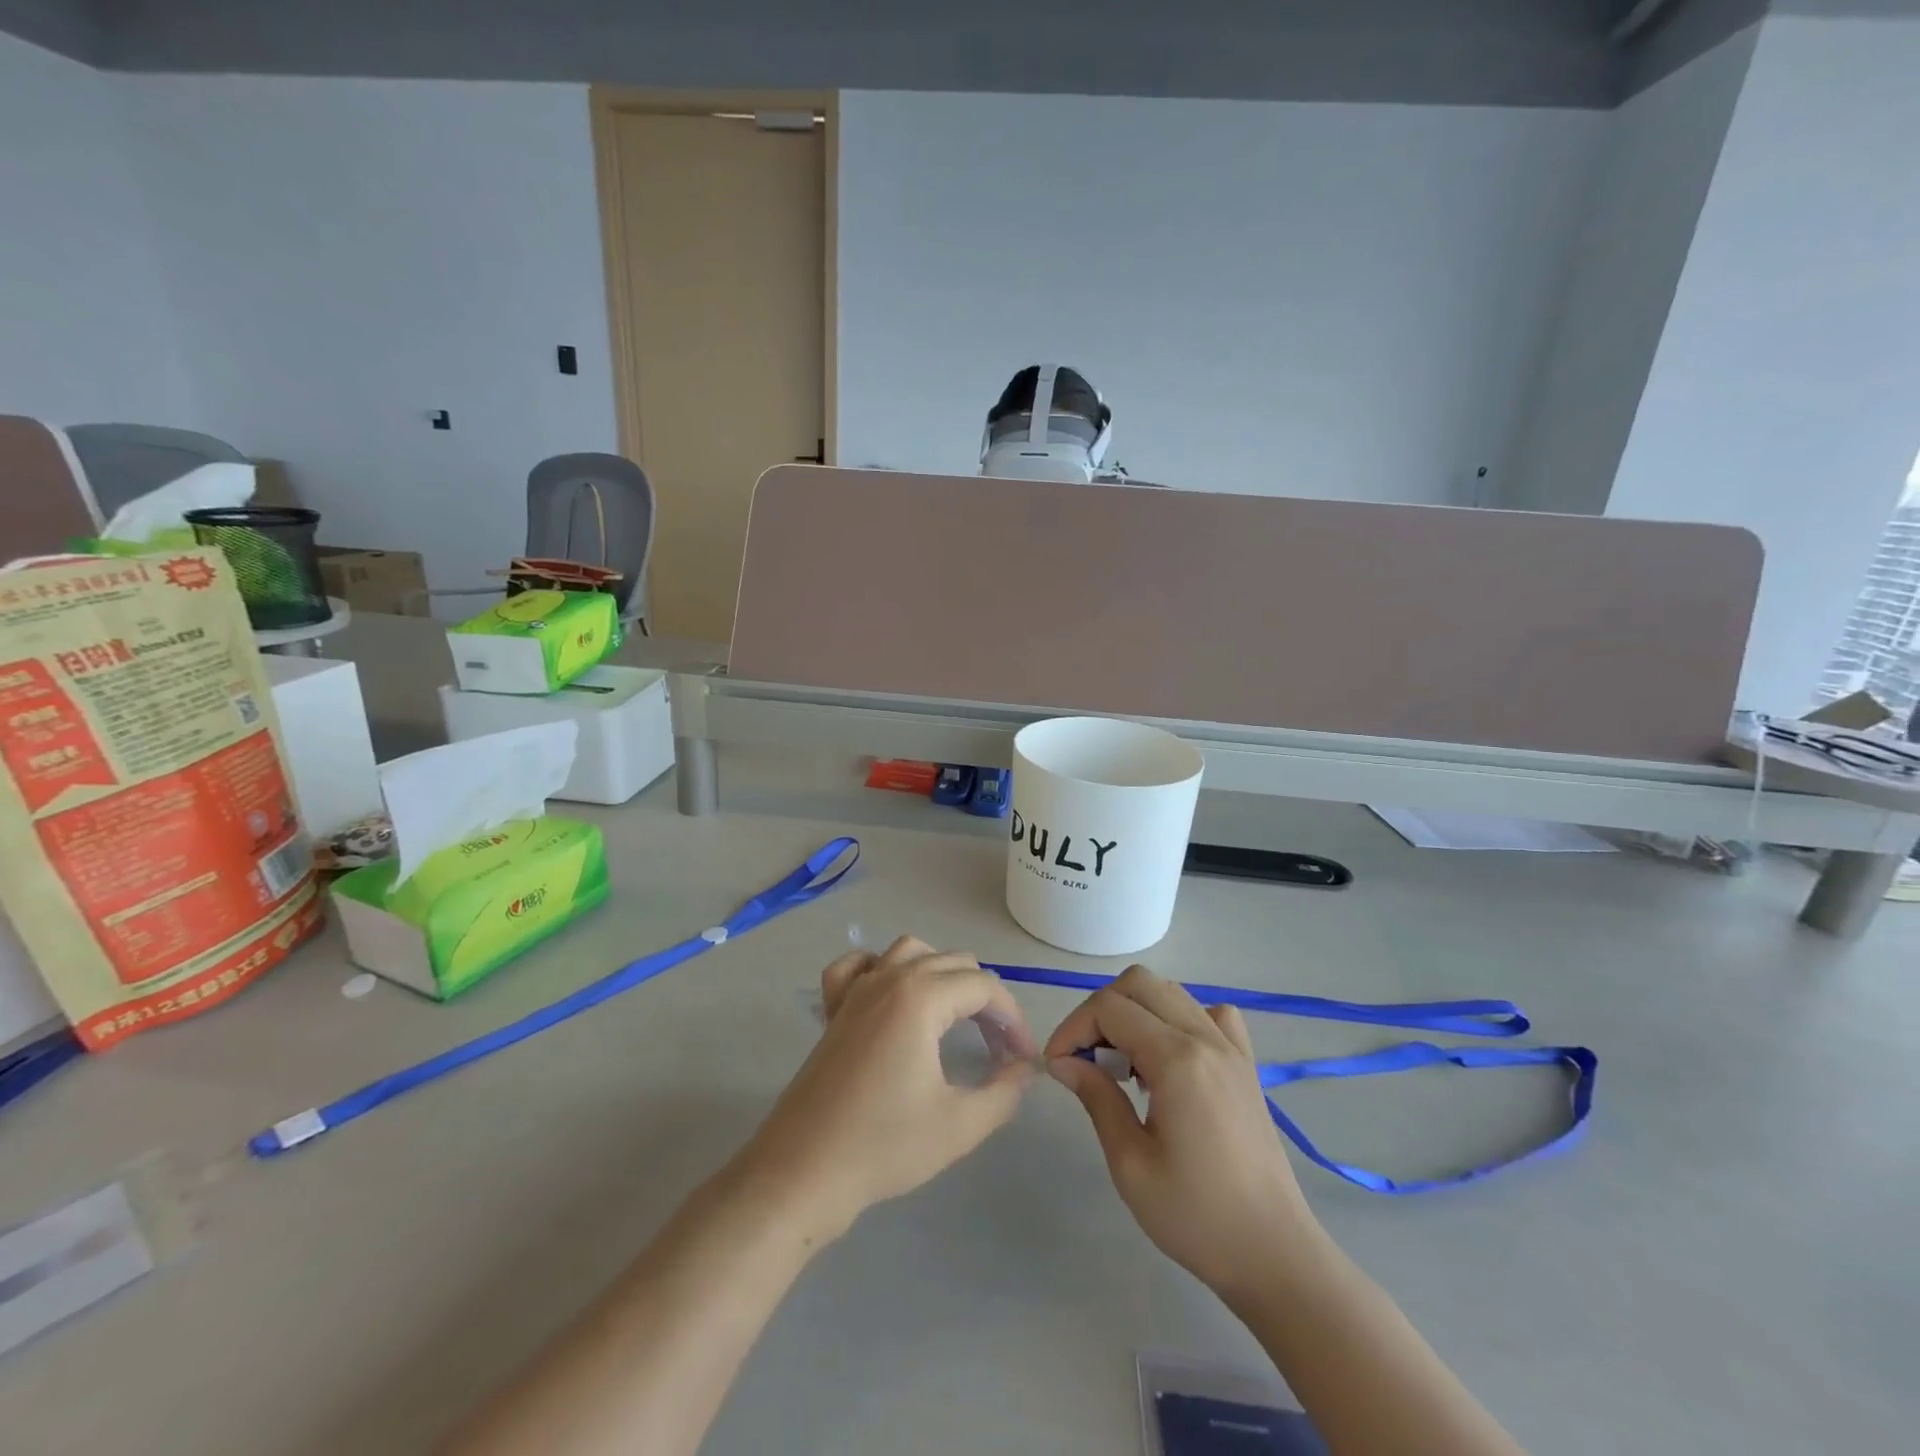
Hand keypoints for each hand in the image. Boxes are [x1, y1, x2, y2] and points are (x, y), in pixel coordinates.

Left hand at [733, 936, 1037, 1243]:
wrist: (803, 1171)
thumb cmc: (884, 1146)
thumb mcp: (959, 1125)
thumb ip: (1004, 1091)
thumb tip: (1025, 1068)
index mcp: (920, 997)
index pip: (984, 987)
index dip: (1013, 1018)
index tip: (1023, 1059)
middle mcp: (889, 978)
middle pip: (953, 963)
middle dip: (984, 998)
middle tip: (998, 1047)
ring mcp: (856, 989)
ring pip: (910, 951)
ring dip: (942, 973)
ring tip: (956, 1015)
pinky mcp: (834, 1009)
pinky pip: (859, 965)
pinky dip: (882, 968)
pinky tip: (892, 996)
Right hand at [1044, 966, 1322, 1303]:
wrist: (1274, 1255)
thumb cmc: (1196, 1216)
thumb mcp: (1130, 1163)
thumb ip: (1096, 1098)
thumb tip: (1062, 1062)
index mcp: (1176, 1059)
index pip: (1109, 1008)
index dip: (1072, 1028)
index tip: (1057, 1066)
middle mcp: (1205, 1037)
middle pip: (1139, 984)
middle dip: (1100, 1011)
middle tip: (1086, 1059)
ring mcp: (1231, 1047)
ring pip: (1170, 992)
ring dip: (1135, 1012)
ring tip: (1123, 1064)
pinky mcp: (1246, 1064)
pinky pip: (1209, 1014)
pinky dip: (1179, 1019)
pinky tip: (1171, 1059)